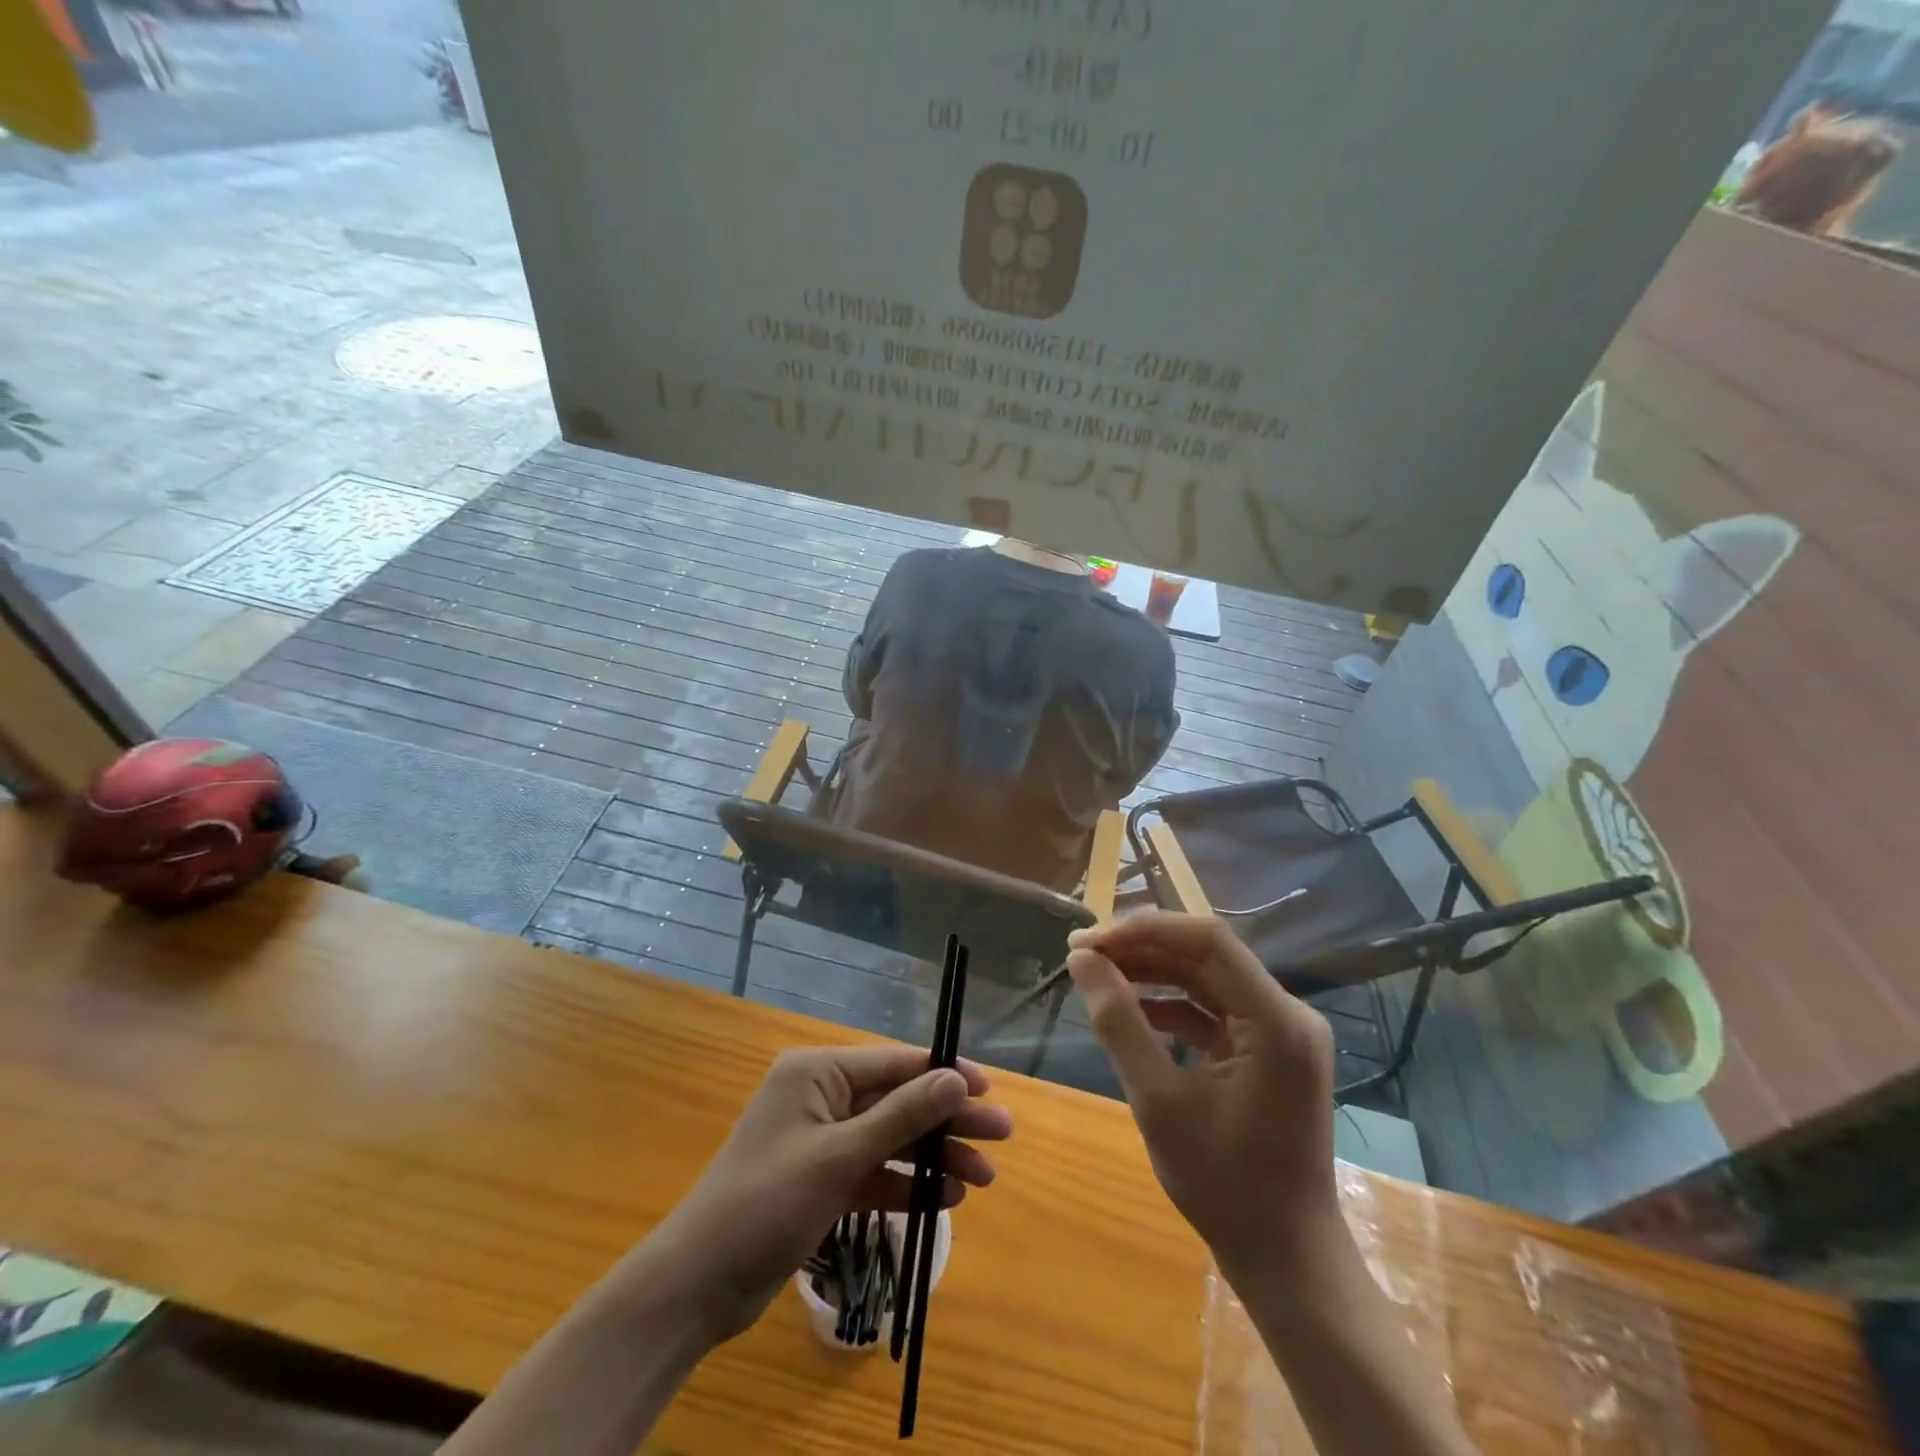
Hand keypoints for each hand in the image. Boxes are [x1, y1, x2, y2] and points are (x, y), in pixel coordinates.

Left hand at [641, 1045, 1012, 1342]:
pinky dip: (906, 1184)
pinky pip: (875, 1172)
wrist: (698, 1285)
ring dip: (933, 1156)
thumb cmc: (766, 1202)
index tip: (989, 1090)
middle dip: (947, 1119)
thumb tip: (955, 1079)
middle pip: (898, 1101)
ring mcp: (822, 1139)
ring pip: (891, 1138)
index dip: (944, 1074)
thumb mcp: (839, 1157)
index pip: (894, 1063)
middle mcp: (822, 1096)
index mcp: (818, 1072)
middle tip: (1001, 1136)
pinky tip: (945, 1197)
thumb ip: (901, 1116)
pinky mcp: (823, 1180)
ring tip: (983, 1178)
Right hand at [1066, 913, 1337, 1276]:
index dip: (1144, 930)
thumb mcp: (1159, 1101)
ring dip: (1152, 971)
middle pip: (1207, 954)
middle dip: (1142, 948)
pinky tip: (1132, 1009)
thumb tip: (1082, 961)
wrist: (1285, 1259)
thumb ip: (1119, 1023)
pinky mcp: (1267, 1050)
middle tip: (1082, 955)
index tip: (1089, 942)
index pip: (1207, 940)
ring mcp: (1280, 1032)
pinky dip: (1171, 1004)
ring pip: (1207, 978)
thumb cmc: (1224, 1185)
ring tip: (1097, 975)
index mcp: (1276, 1020)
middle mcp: (1287, 1013)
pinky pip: (1213, 1009)